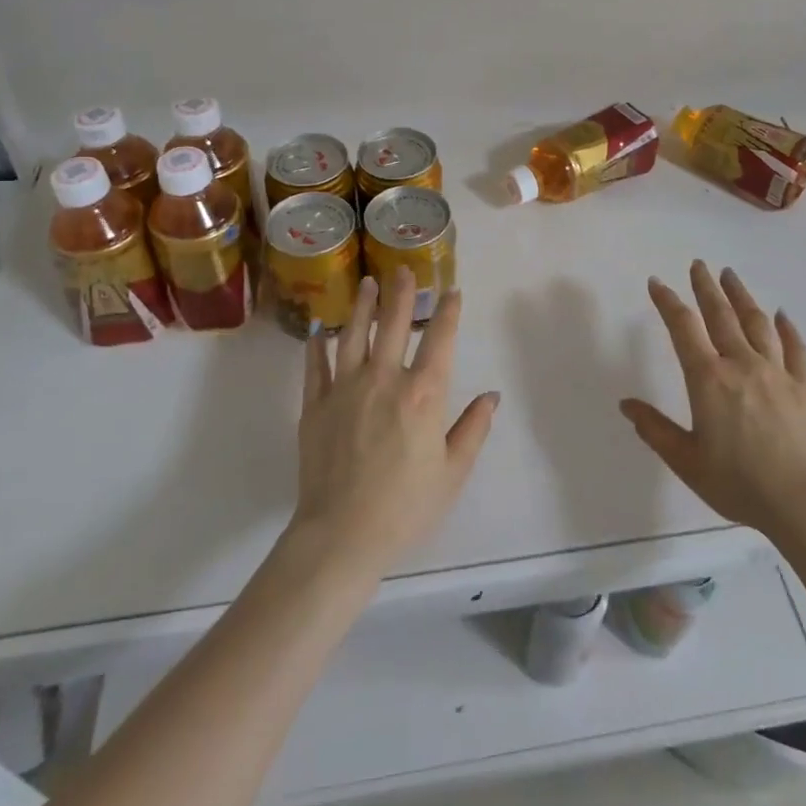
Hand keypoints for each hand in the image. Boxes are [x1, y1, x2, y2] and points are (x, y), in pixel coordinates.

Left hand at [292, 269, 497, 576]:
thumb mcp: (452, 472)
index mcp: (422, 394)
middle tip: (403, 270)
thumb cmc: (405, 506)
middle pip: (393, 324)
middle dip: (401, 293)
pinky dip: (318, 345)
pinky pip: (316, 366)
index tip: (451, 292)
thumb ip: (473, 429)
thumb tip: (491, 396)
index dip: (447, 312)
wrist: (341, 535)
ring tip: (367, 283)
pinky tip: (320, 330)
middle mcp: (384, 379)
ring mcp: (345, 388)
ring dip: (362, 307)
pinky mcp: (314, 405)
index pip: (439, 340)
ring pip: (353, 335)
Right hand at [621, 261, 805, 541]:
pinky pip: (795, 348)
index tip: (657, 283)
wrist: (804, 504)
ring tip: (730, 276)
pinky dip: (787, 328)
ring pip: (757, 323)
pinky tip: (782, 315)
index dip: (668, 302)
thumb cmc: (739, 484)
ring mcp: (776, 372)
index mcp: (708, 380)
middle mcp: (741, 365)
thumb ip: (655, 429)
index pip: (683, 328)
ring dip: (741, 296)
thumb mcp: (686, 461)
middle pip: (720, 315)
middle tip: (698, 265)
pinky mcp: (804, 386)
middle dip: (706, 287)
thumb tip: (626, 404)